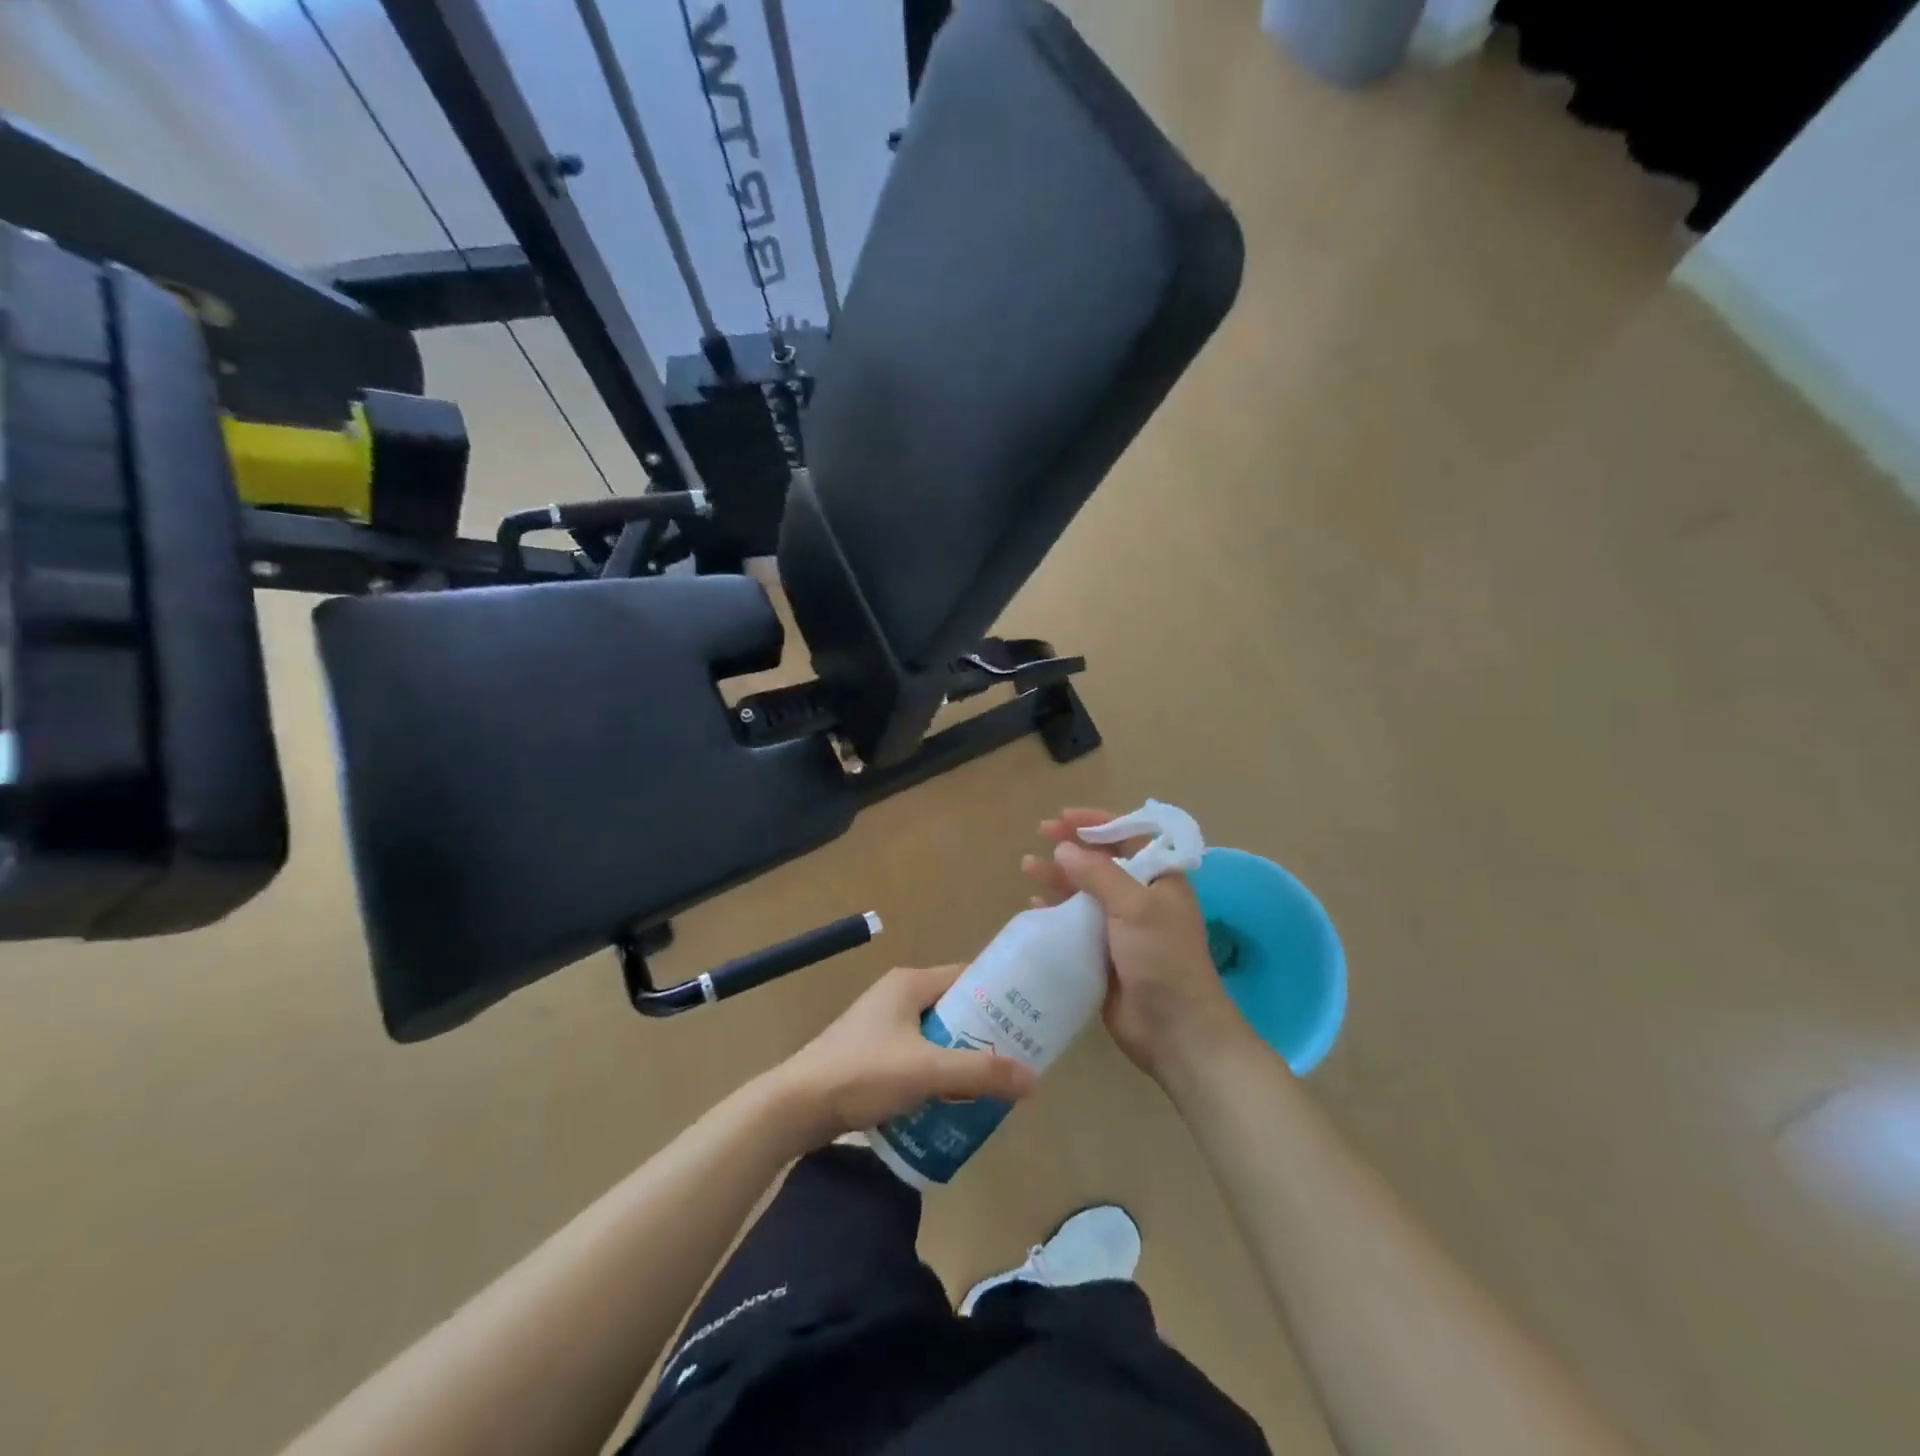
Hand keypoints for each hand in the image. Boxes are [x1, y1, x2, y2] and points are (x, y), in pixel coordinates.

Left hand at [776, 964, 1038, 1142]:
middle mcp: (896, 995)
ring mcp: (881, 1025)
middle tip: (1015, 1058)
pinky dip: (936, 1072)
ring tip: (991, 1083)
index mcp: (909, 983)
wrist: (795, 1107)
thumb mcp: (927, 1071)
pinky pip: (916, 1055)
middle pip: (953, 1008)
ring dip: (960, 1057)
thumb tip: (1033, 1079)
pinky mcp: (871, 1053)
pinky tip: (952, 1101)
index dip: (998, 996)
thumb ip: (980, 1072)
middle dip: (983, 1033)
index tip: (1028, 1018)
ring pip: (935, 1035)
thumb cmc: (862, 1073)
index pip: (966, 977)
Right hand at [1022, 809, 1248, 1080]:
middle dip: (1072, 846)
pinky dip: (1055, 912)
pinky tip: (1034, 907)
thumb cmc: (1162, 958)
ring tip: (1027, 867)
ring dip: (1059, 877)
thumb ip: (1099, 874)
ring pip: (1085, 892)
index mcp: (1160, 880)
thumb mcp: (1135, 906)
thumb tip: (1064, 847)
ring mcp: (1122, 928)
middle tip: (1040, 834)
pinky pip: (1075, 924)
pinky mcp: (1104, 955)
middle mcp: (1141, 898)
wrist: (1174, 1029)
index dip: (1097, 822)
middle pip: (1102, 861)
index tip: (1064, 817)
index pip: (1129, 837)